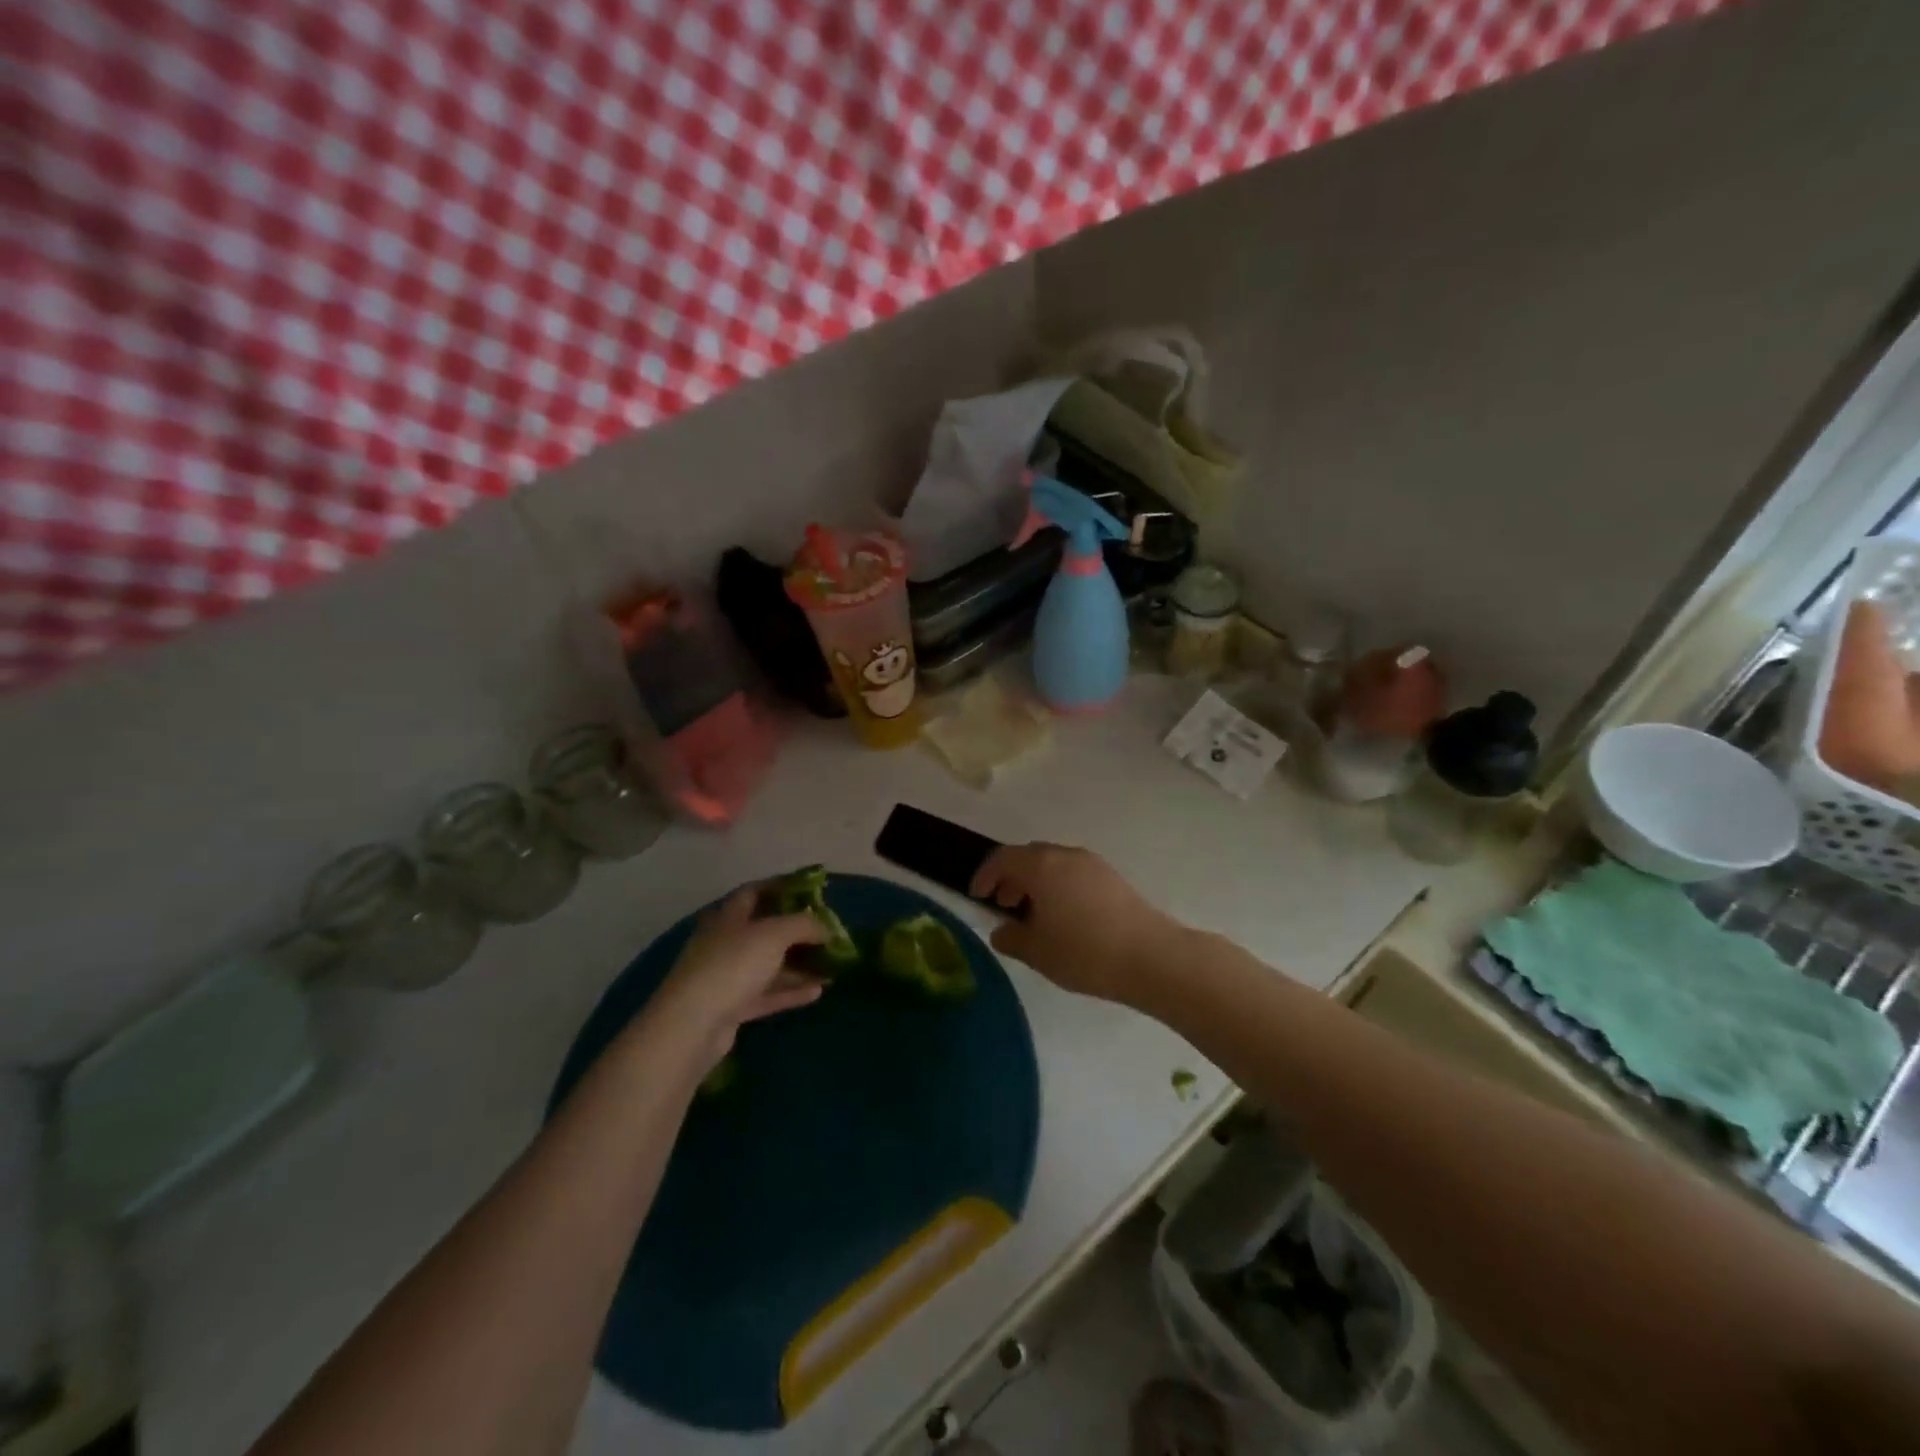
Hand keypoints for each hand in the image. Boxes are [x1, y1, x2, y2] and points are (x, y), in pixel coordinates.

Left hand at [651, 887, 827, 1069]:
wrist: (692, 1025)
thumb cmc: (733, 965)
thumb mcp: (775, 934)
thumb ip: (804, 924)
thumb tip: (827, 928)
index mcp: (729, 916)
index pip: (754, 892)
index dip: (781, 887)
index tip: (810, 890)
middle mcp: (725, 942)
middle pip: (764, 930)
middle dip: (796, 930)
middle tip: (826, 932)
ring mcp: (727, 976)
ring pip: (768, 965)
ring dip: (798, 964)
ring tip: (830, 966)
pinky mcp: (731, 1008)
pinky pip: (767, 994)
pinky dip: (790, 991)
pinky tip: (817, 991)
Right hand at [970, 843, 1182, 1004]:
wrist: (1151, 956)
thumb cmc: (1085, 952)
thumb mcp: (1038, 952)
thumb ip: (1012, 938)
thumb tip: (1001, 931)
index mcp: (1041, 866)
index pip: (1002, 859)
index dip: (985, 875)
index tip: (977, 895)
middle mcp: (1065, 855)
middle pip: (1029, 856)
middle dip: (1012, 876)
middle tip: (1004, 903)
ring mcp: (1092, 864)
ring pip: (1053, 863)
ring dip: (1036, 881)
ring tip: (1033, 914)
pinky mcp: (1112, 877)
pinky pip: (1073, 872)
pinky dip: (1058, 885)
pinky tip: (1064, 916)